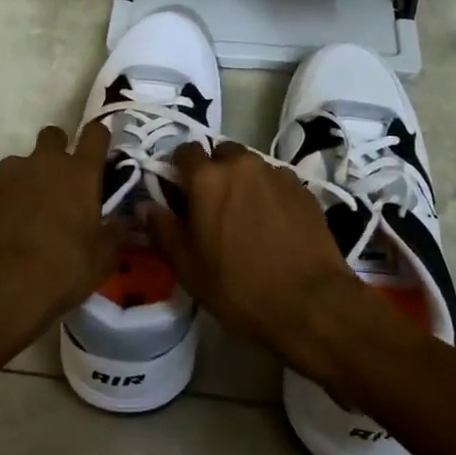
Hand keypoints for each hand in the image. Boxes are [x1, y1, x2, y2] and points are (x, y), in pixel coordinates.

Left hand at [0, 123, 128, 362]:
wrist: (1, 287)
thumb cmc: (62, 272)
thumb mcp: (102, 260)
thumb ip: (113, 233)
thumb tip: (120, 222)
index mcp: (80, 173)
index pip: (96, 134)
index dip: (97, 138)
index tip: (96, 150)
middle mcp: (44, 161)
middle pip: (52, 136)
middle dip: (55, 151)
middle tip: (55, 183)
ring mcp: (7, 169)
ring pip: (17, 163)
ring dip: (21, 180)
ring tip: (17, 214)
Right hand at [140, 141, 391, 392]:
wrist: (311, 302)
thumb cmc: (239, 287)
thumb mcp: (188, 267)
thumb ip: (162, 230)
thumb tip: (144, 205)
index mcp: (207, 179)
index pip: (184, 152)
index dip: (179, 169)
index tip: (178, 191)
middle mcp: (242, 165)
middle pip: (221, 153)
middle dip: (214, 170)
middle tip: (213, 204)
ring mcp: (277, 174)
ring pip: (251, 166)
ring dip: (243, 181)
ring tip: (245, 216)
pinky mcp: (303, 189)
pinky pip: (277, 181)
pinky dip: (269, 194)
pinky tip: (273, 224)